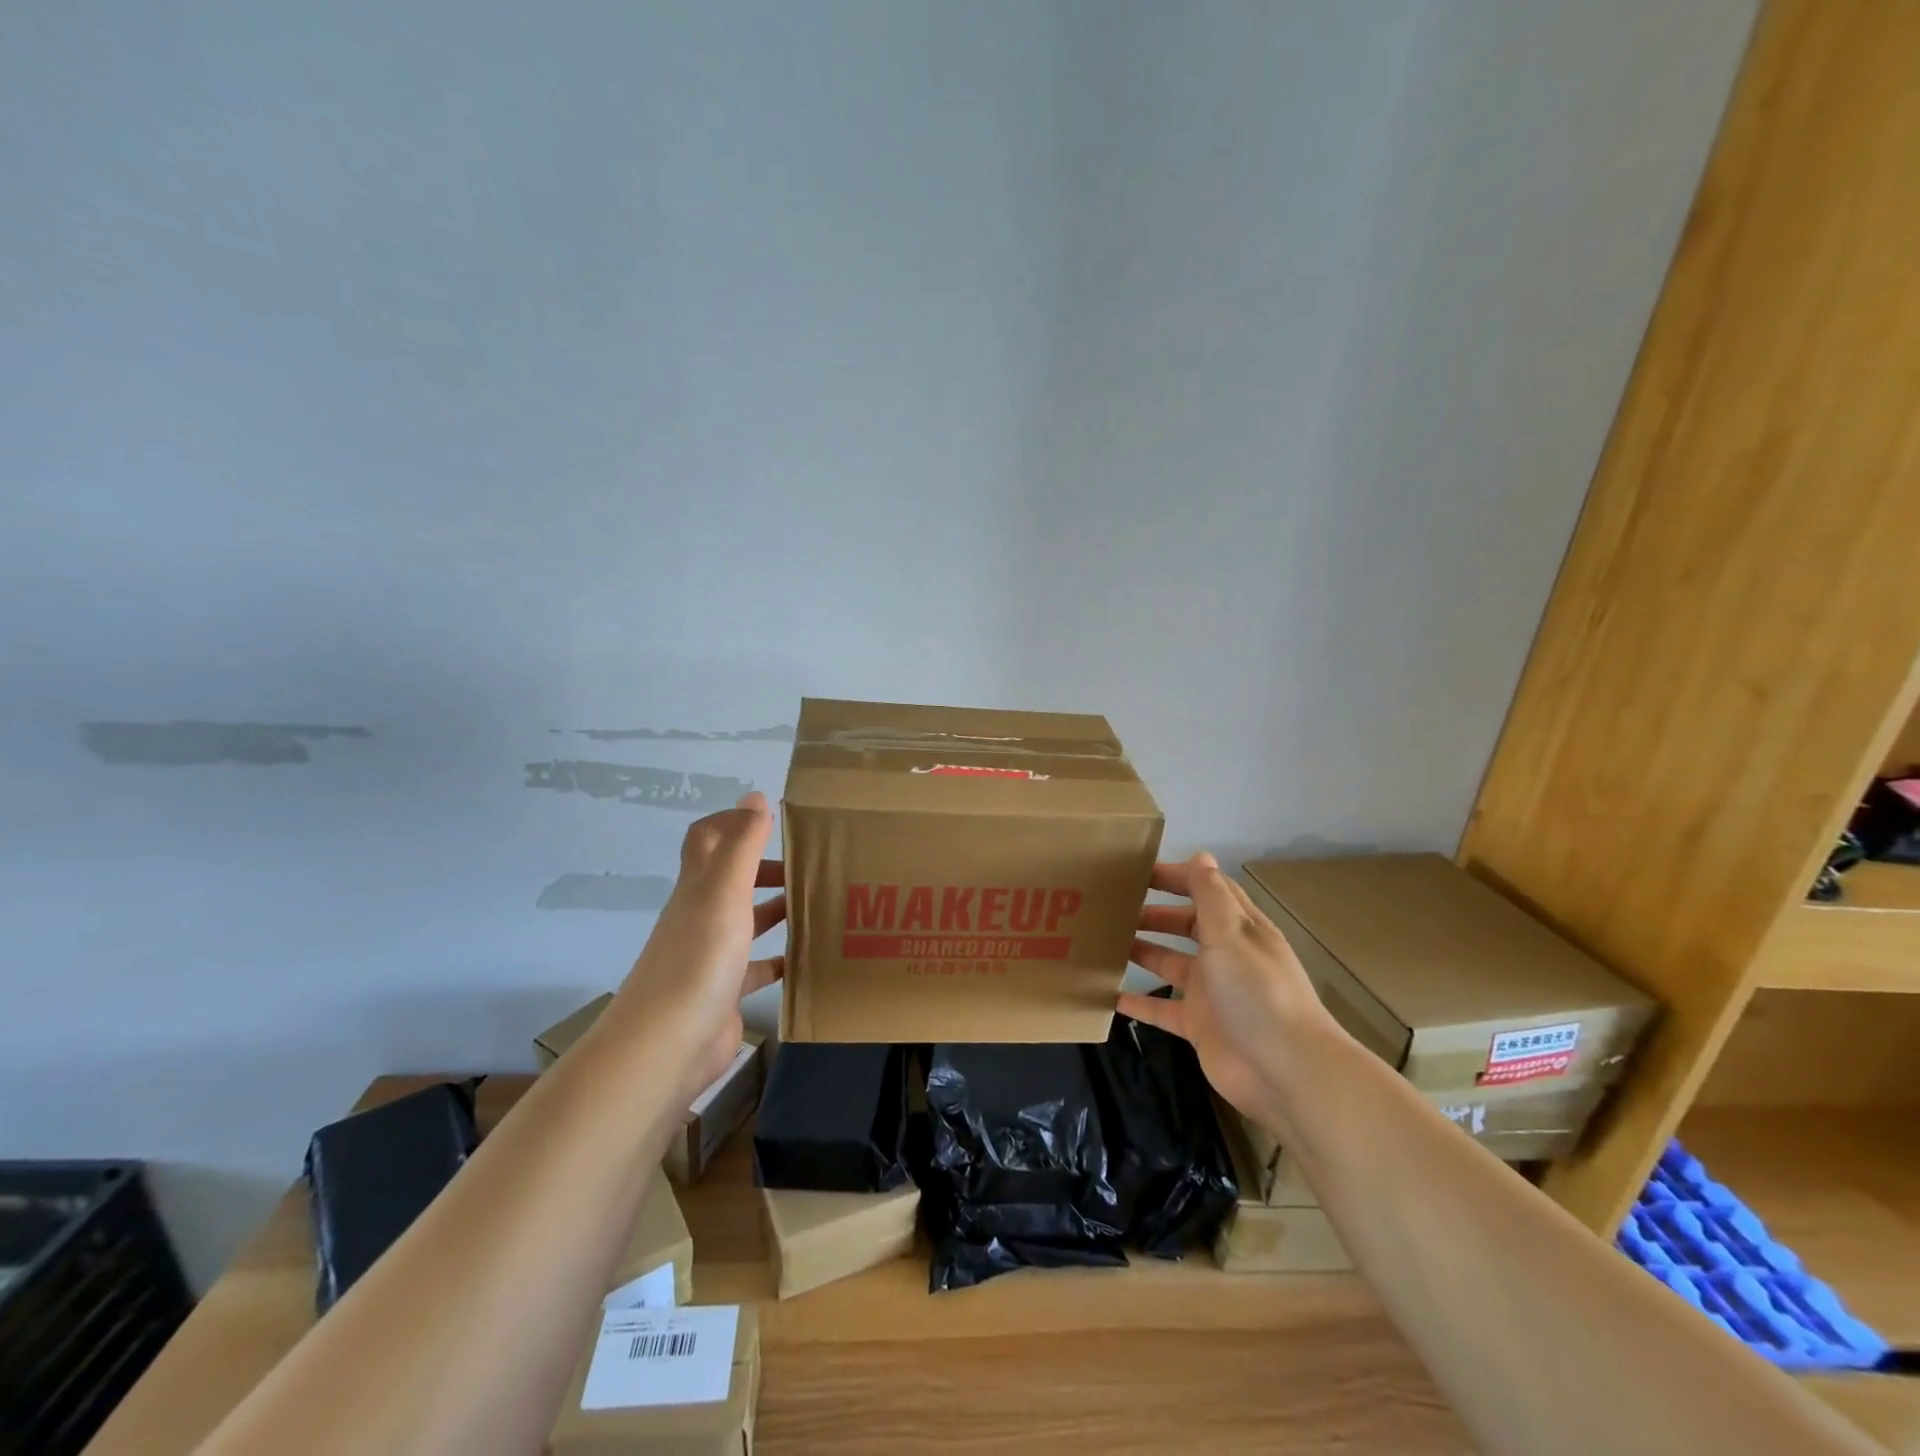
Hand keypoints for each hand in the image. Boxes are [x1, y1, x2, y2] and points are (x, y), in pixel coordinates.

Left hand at [612, 791, 786, 1100]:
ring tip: (818, 903)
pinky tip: (806, 958)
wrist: (667, 1046)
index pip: (708, 839)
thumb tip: (754, 796)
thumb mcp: (724, 893)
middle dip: (767, 867)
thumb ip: (742, 845)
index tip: (775, 818)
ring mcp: (711, 956)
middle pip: (732, 879)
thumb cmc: (699, 959)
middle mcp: (701, 916)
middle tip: (811, 865)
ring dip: (777, 909)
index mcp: (699, 888)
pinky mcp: (724, 992)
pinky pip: (756, 967)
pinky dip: (779, 959)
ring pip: (746, 921)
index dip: (734, 821)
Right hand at [1118, 852, 1329, 1129]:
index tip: (1140, 871)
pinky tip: (1108, 995)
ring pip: (1171, 964)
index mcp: (1240, 929)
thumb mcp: (1231, 935)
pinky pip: (1162, 1008)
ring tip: (1105, 941)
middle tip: (1114, 907)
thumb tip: (1201, 855)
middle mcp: (1226, 956)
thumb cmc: (1256, 992)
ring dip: (1143, 951)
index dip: (1178, 877)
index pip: (1208, 891)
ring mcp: (1212, 992)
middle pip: (1186, 926)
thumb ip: (1211, 896)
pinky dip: (1139, 1002)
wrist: (1285, 1071)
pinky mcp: (1199, 1026)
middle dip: (1154, 914)